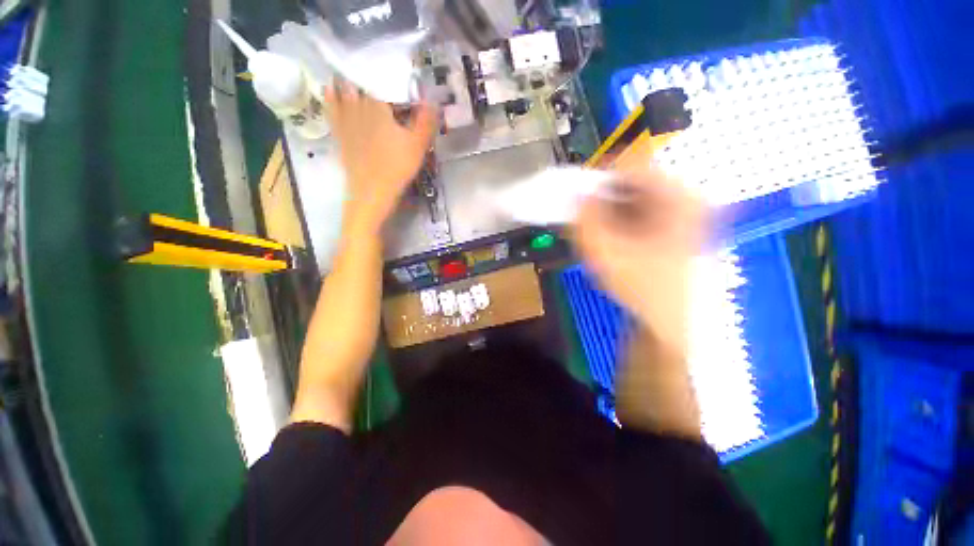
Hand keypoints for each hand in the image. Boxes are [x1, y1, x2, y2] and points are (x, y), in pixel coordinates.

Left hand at [325, 83, 436, 233]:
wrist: (372, 193)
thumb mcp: (418, 146)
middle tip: (369, 70)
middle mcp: (360, 111)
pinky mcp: (341, 138)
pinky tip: (328, 92)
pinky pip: (333, 114)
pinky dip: (331, 101)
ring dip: (345, 83)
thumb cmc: (397, 168)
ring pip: (345, 97)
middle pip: (361, 88)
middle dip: (365, 78)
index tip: (394, 73)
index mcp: (379, 109)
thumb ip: (426, 122)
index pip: (382, 84)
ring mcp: (348, 124)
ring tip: (345, 72)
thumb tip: (433, 100)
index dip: (387, 76)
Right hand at [574, 167, 706, 352]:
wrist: (671, 322)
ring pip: (638, 195)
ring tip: (600, 234)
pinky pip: (645, 210)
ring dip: (612, 210)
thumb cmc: (639, 287)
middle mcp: (689, 196)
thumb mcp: (603, 250)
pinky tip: (616, 241)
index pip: (630, 164)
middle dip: (604, 197)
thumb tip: (576, 194)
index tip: (578, 197)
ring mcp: (689, 211)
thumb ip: (584, 218)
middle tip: (586, 219)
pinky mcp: (683, 226)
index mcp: (678, 195)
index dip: (598, 177)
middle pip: (635, 180)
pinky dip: (624, 219)